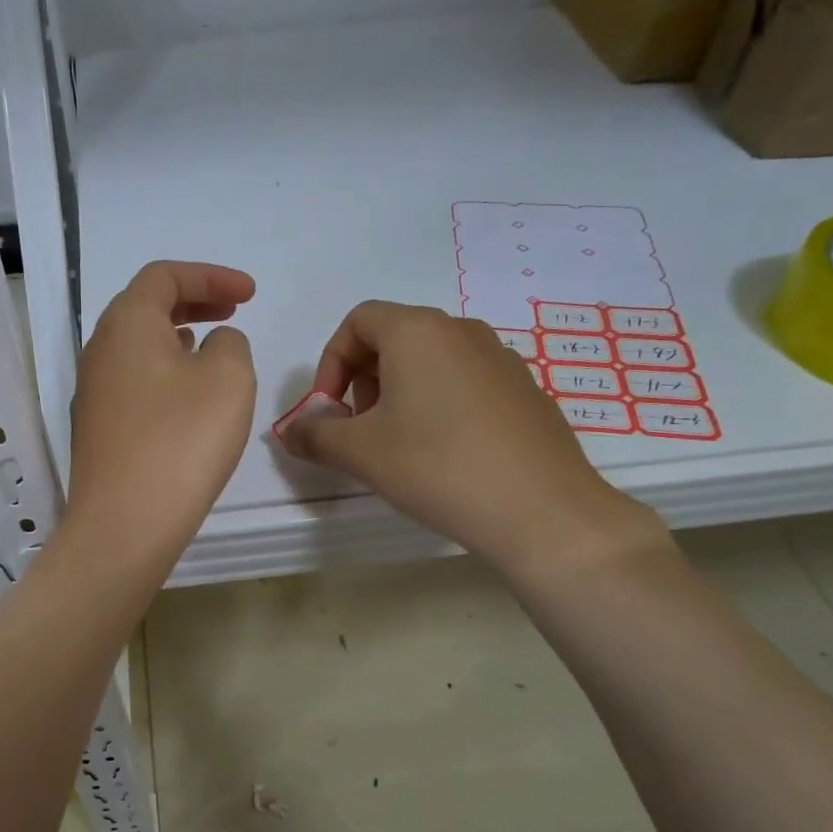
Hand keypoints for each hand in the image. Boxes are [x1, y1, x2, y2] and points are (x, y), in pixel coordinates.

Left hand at [65, 261, 256, 570]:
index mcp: (126, 324)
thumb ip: (229, 343)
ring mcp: (93, 392)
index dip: (211, 276)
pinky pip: (133, 380)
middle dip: (193, 300)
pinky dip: (164, 371)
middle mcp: (99, 350)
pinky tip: (186, 395)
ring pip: (137, 345)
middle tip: (233, 309)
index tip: (250, 294)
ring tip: (211, 345)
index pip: (164, 276)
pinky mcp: (97, 429)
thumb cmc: (181, 441)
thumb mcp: (228, 378)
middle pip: (145, 306)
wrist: (125, 524)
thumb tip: (212, 344)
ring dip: (177, 336)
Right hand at [283, 302, 664, 575]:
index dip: (330, 362)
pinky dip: (438, 404)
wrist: (541, 510)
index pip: (358, 321)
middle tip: (359, 430)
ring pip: (430, 361)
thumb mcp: (360, 452)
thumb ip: (314, 435)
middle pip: (394, 337)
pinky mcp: (524, 390)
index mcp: (418, 331)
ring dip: (399, 393)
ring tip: (398, 445)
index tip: (329, 410)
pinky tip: (444, 454)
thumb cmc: (437, 466)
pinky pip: (464, 383)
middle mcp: (461, 331)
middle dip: (363, 380)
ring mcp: (500, 359)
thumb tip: (291, 432)